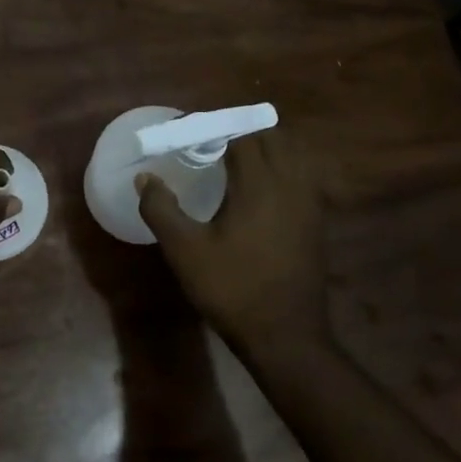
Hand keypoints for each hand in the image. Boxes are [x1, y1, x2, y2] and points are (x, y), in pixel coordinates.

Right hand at [136, 129, 326, 356]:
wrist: (286, 336)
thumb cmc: (232, 289)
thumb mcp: (185, 250)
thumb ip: (161, 209)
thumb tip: (145, 178)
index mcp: (259, 184)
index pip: (240, 134)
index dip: (213, 125)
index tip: (187, 128)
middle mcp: (290, 184)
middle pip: (270, 136)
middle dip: (239, 129)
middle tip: (208, 139)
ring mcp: (309, 203)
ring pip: (291, 154)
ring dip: (263, 145)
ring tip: (232, 157)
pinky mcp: (316, 221)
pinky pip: (300, 175)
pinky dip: (279, 166)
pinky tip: (258, 187)